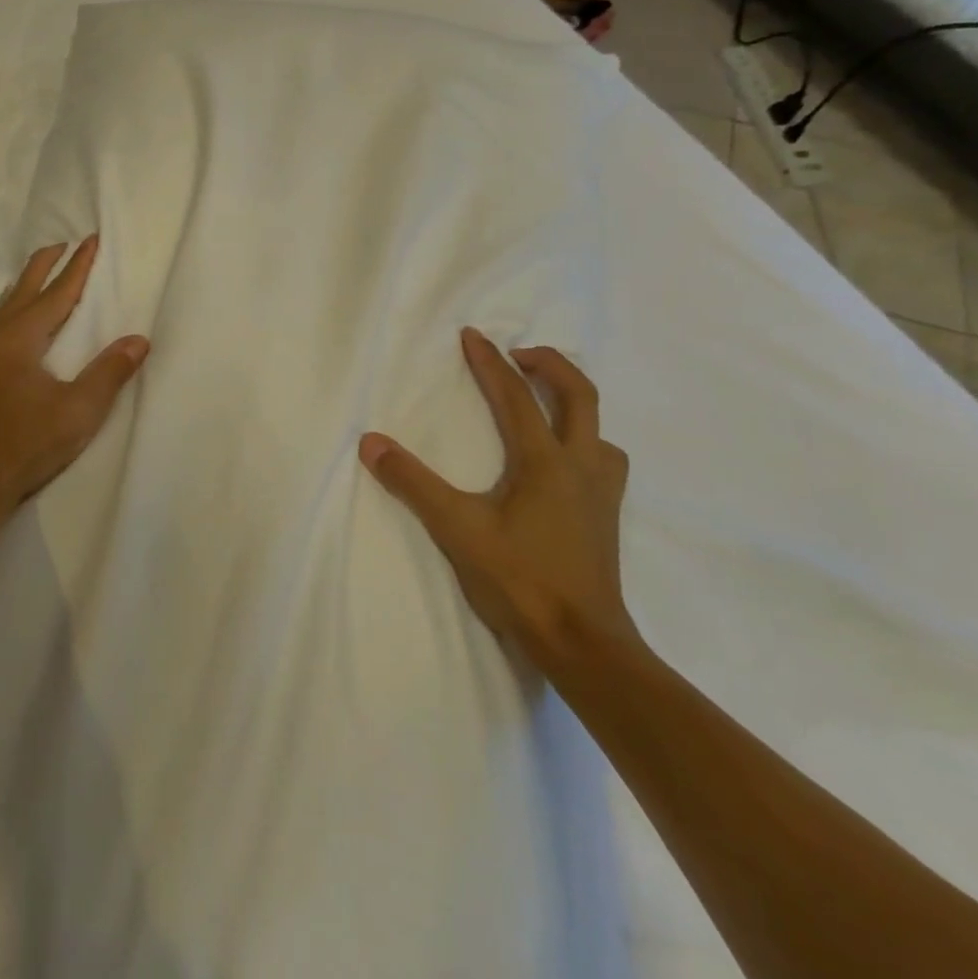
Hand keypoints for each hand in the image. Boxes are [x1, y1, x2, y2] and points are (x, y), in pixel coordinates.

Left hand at [0, 236, 148, 523]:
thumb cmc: (24, 446)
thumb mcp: (78, 412)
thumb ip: (109, 373)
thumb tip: (138, 340)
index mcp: (19, 337)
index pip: (57, 292)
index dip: (78, 266)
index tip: (92, 240)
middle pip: (23, 288)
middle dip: (46, 264)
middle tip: (64, 244)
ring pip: (2, 307)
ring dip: (26, 288)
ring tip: (41, 280)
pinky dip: (9, 313)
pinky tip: (11, 329)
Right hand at [359, 329, 635, 668]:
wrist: (583, 644)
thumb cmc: (520, 580)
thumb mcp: (456, 528)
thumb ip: (412, 483)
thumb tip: (370, 442)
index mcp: (545, 461)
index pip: (516, 396)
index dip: (490, 362)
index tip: (473, 334)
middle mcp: (581, 465)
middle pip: (579, 395)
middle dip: (550, 365)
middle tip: (519, 354)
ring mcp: (601, 492)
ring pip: (598, 428)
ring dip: (572, 404)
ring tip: (543, 404)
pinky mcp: (606, 517)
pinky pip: (603, 459)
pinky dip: (583, 440)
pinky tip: (562, 462)